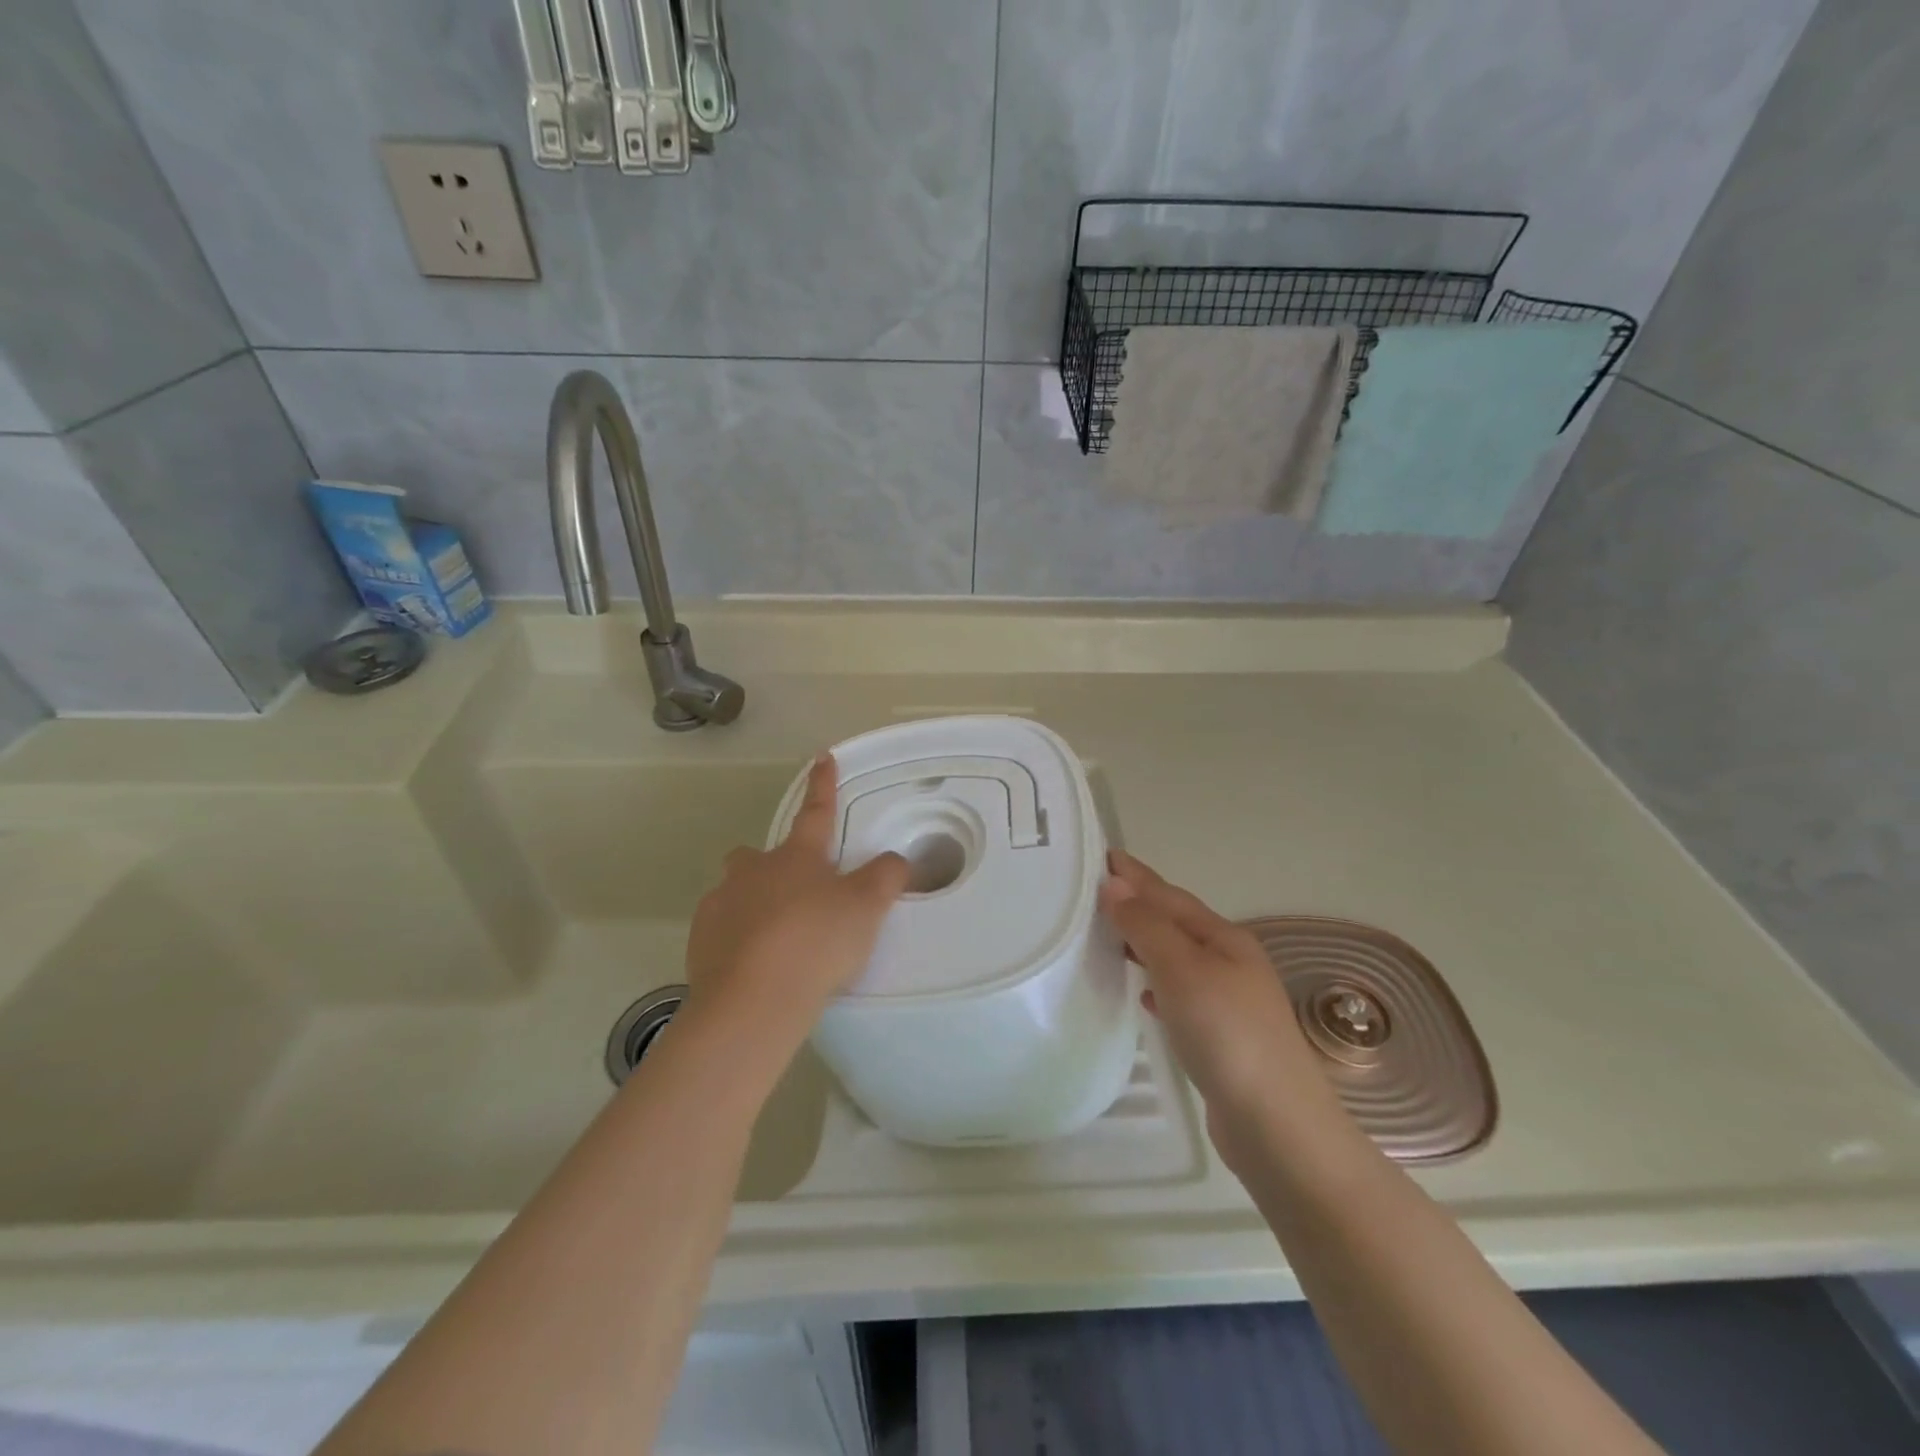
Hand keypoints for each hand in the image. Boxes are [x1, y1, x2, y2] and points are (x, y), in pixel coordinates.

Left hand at [684, 754, 909, 1050]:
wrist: (754, 1000)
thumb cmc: (816, 942)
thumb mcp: (867, 908)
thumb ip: (886, 878)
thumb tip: (894, 860)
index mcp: (796, 856)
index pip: (816, 812)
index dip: (823, 785)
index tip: (822, 757)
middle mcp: (753, 871)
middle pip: (758, 855)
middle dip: (773, 866)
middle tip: (796, 895)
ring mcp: (721, 903)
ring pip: (737, 892)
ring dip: (754, 905)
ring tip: (777, 940)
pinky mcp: (701, 940)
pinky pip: (721, 929)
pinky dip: (736, 940)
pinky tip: (754, 966)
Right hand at [1099, 851, 1342, 1141]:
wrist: (1277, 1127)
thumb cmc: (1227, 1034)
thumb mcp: (1182, 970)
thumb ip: (1146, 926)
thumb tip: (1114, 884)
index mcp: (1224, 939)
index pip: (1170, 896)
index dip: (1136, 876)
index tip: (1103, 854)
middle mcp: (1230, 963)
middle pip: (1176, 923)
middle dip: (1140, 905)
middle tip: (1097, 893)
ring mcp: (1229, 1002)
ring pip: (1177, 958)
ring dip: (1146, 942)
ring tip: (1111, 936)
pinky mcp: (1221, 1038)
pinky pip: (1180, 994)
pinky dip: (1157, 984)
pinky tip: (1143, 994)